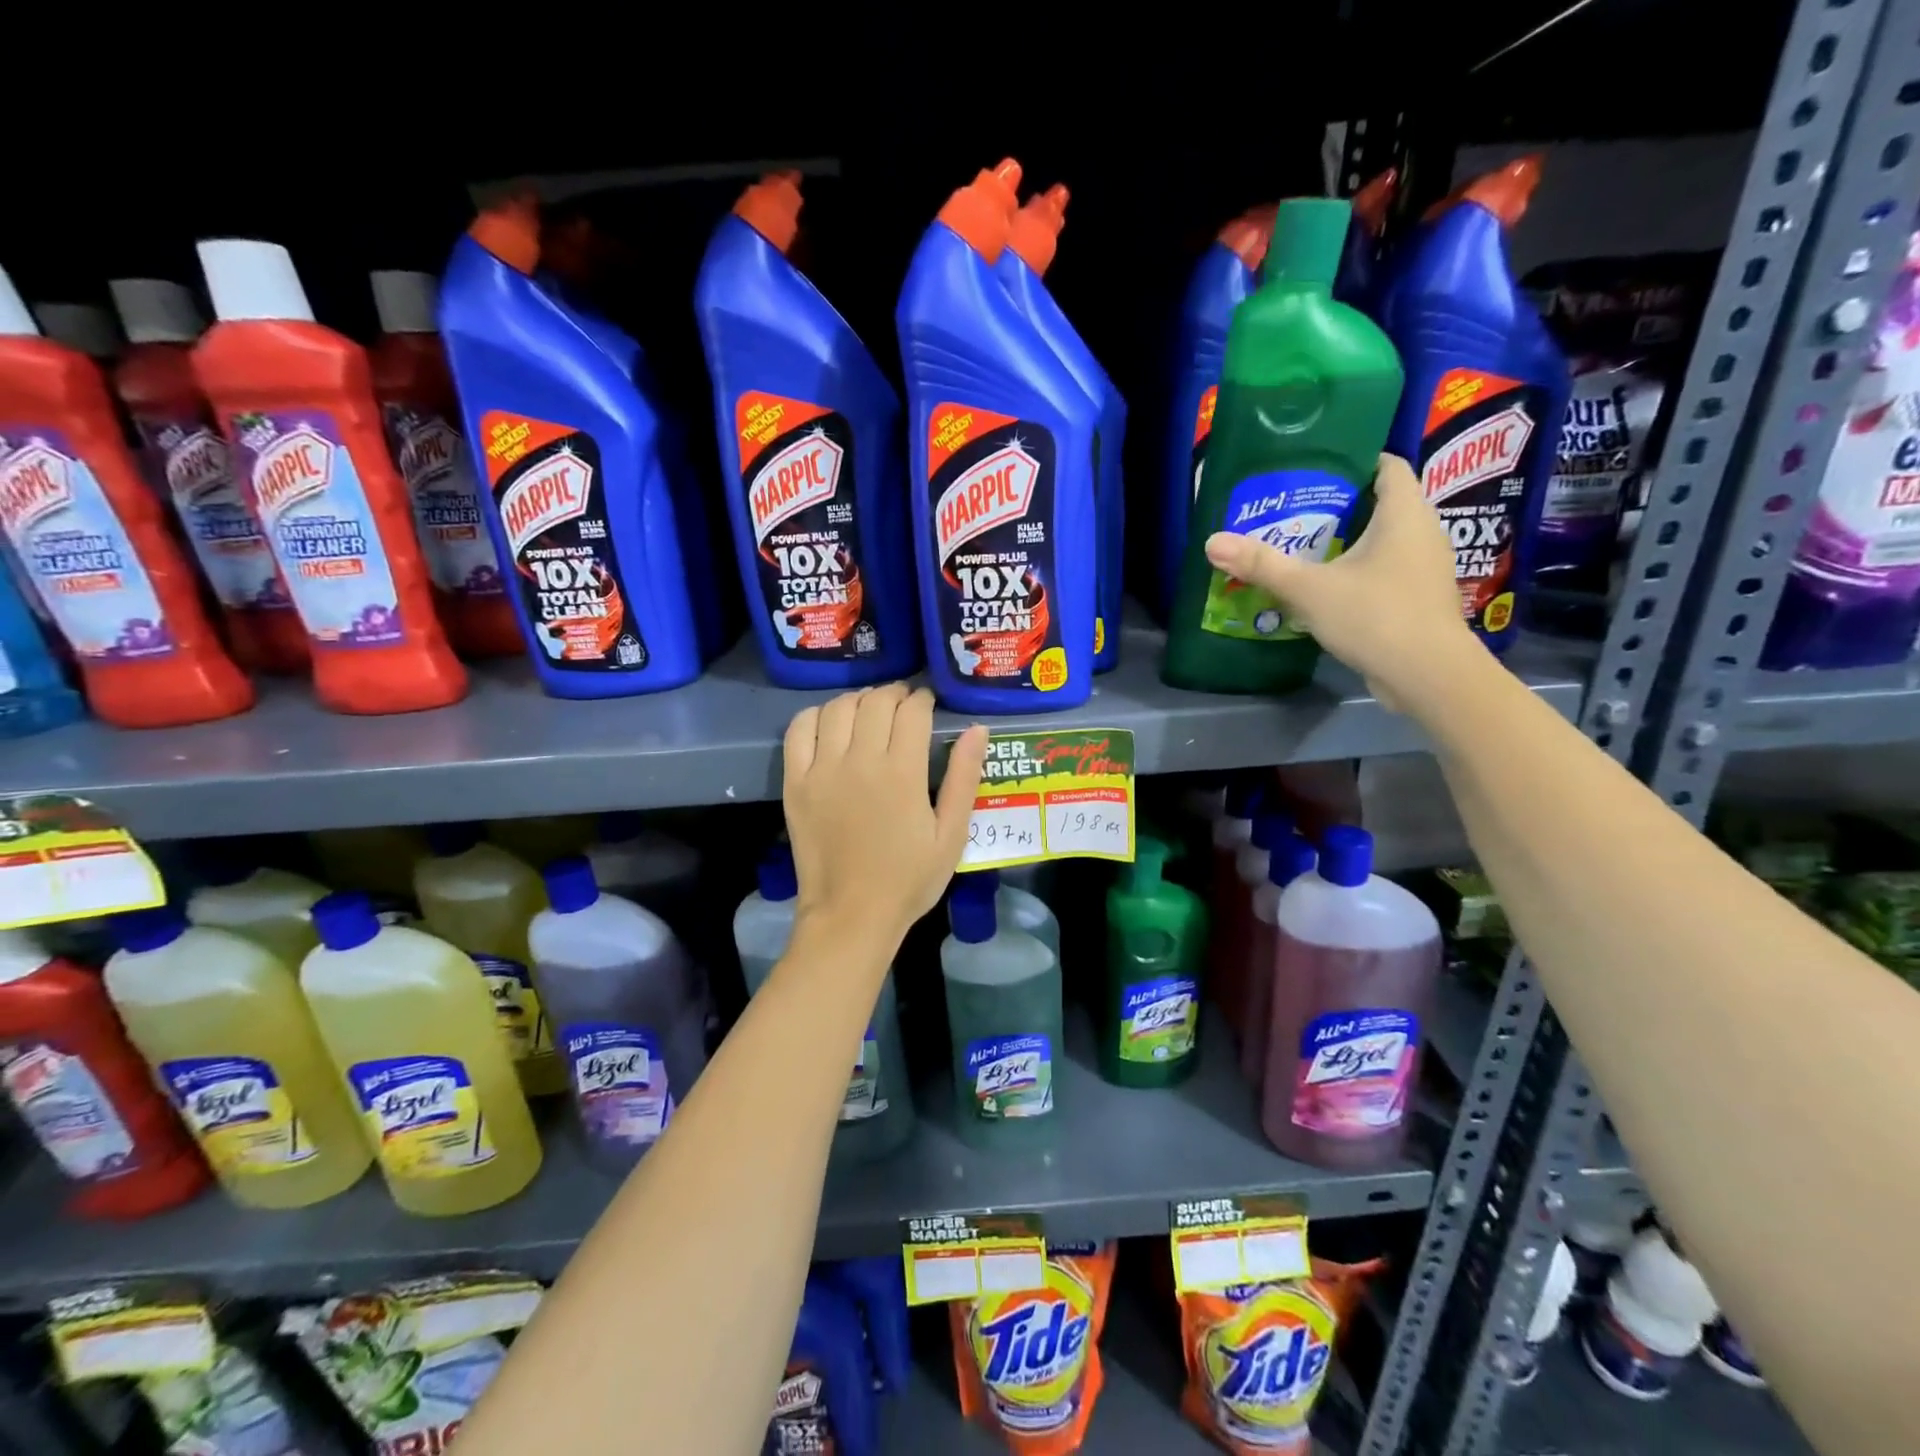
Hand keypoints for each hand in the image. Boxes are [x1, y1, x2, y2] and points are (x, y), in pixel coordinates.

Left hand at [783, 684, 987, 948]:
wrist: (851, 915)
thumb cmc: (909, 879)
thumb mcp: (952, 834)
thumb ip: (965, 778)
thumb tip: (977, 729)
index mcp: (902, 773)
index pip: (912, 711)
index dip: (923, 699)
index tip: (928, 703)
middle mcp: (860, 761)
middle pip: (875, 702)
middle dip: (894, 694)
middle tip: (903, 704)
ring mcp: (822, 770)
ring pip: (838, 708)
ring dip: (859, 699)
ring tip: (870, 710)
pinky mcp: (796, 782)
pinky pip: (799, 730)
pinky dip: (816, 715)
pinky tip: (830, 723)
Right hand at [1203, 453, 1481, 712]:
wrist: (1428, 675)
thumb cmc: (1376, 616)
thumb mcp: (1309, 589)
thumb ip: (1262, 565)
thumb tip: (1213, 542)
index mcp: (1404, 514)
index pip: (1387, 466)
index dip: (1354, 460)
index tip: (1315, 468)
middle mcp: (1423, 532)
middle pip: (1382, 503)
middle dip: (1341, 504)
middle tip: (1294, 510)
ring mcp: (1424, 568)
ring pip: (1384, 539)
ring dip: (1349, 540)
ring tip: (1304, 547)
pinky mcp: (1419, 598)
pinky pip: (1386, 570)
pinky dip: (1358, 570)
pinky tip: (1327, 586)